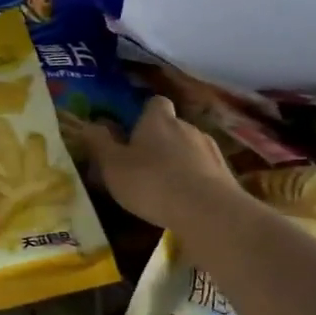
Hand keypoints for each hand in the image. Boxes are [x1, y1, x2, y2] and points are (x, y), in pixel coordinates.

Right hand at [81, 95, 238, 230]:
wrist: (207, 211)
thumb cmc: (151, 183)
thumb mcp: (113, 166)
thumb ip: (100, 144)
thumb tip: (89, 124)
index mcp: (158, 121)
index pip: (155, 103)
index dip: (145, 115)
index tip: (134, 132)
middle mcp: (187, 127)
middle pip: (172, 127)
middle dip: (160, 141)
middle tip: (143, 166)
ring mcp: (210, 150)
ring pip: (190, 149)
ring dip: (179, 162)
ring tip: (165, 188)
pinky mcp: (225, 174)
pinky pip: (204, 171)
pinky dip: (195, 181)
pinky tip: (185, 202)